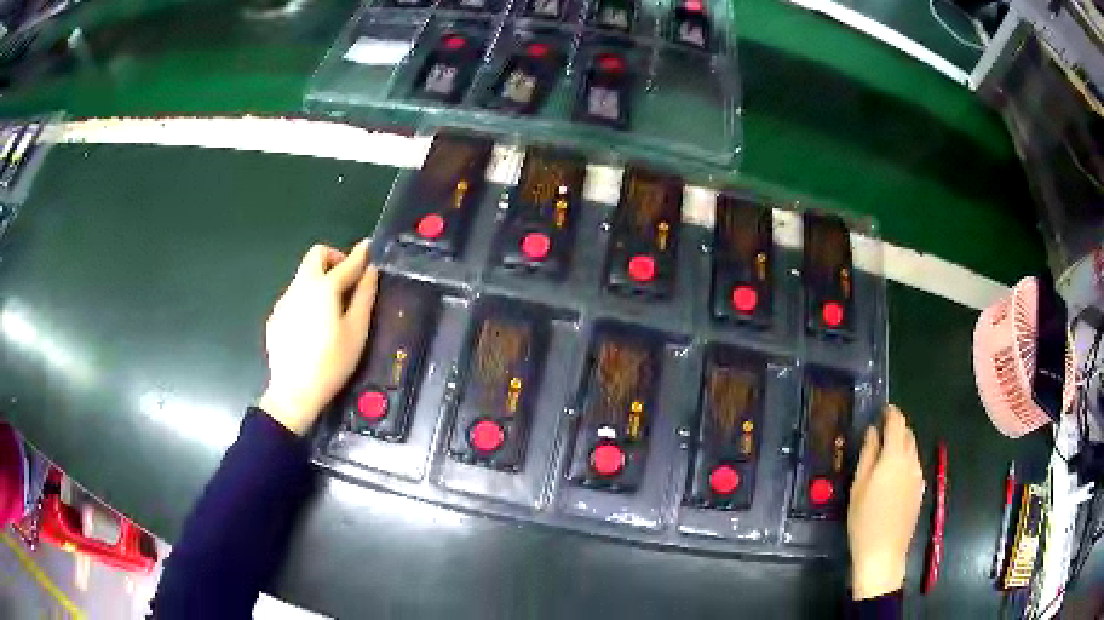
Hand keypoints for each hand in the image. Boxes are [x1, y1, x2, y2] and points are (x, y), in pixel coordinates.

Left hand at [258, 240, 377, 435]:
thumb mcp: (356, 331)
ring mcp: (284, 300)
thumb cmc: (331, 363)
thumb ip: (364, 297)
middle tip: (346, 280)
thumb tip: (371, 271)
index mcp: (324, 287)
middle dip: (334, 259)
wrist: (294, 392)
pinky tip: (312, 327)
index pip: (347, 263)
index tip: (370, 247)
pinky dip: (306, 300)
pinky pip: (294, 297)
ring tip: (330, 309)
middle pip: (316, 255)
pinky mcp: (276, 316)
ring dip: (319, 280)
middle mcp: (301, 286)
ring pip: (303, 276)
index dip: (361, 254)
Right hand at [847, 405, 925, 599]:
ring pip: (912, 450)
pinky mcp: (920, 490)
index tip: (882, 410)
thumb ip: (868, 455)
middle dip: (896, 428)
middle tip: (879, 434)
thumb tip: (872, 432)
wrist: (883, 553)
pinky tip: (892, 480)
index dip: (890, 412)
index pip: (897, 422)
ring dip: (901, 446)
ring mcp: (918, 476)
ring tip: (884, 458)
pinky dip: (905, 462)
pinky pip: (913, 466)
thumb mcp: (858, 487)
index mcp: (894, 457)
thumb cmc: (864, 520)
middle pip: (907, 434)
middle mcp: (911, 461)